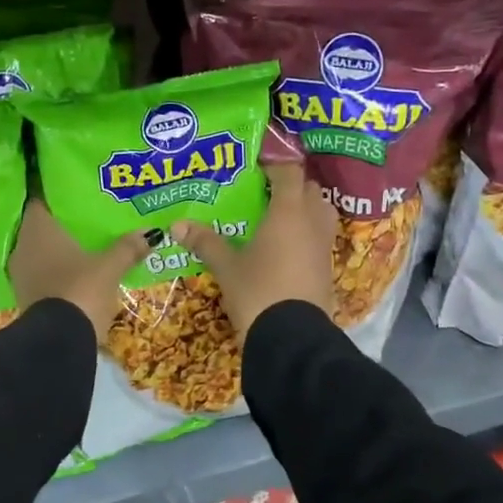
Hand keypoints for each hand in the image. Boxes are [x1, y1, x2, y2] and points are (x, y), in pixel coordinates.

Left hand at [10, 200, 146, 341]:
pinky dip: (57, 271)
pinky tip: (77, 273)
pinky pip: (42, 274)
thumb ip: (127, 248)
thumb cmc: (80, 291)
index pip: (43, 201)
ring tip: (86, 245)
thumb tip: (151, 233)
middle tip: (88, 219)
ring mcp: (21, 274)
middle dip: (63, 225)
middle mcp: (22, 247)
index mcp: (38, 229)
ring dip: (60, 250)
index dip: (59, 197)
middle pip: (43, 227)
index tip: (78, 194)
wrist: (58, 342)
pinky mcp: (25, 297)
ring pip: (41, 253)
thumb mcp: (109, 268)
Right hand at [172, 164, 336, 341]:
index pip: (288, 172)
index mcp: (288, 212)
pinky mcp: (327, 270)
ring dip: (303, 209)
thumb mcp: (227, 268)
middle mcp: (311, 223)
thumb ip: (205, 242)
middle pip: (309, 189)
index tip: (255, 163)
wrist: (292, 340)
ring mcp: (323, 247)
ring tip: (275, 218)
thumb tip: (176, 225)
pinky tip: (283, 248)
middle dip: (290, 186)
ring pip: (320, 214)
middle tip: (264, 192)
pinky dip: (305, 235)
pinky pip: (319, 239)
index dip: (274, 163)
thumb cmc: (258, 292)